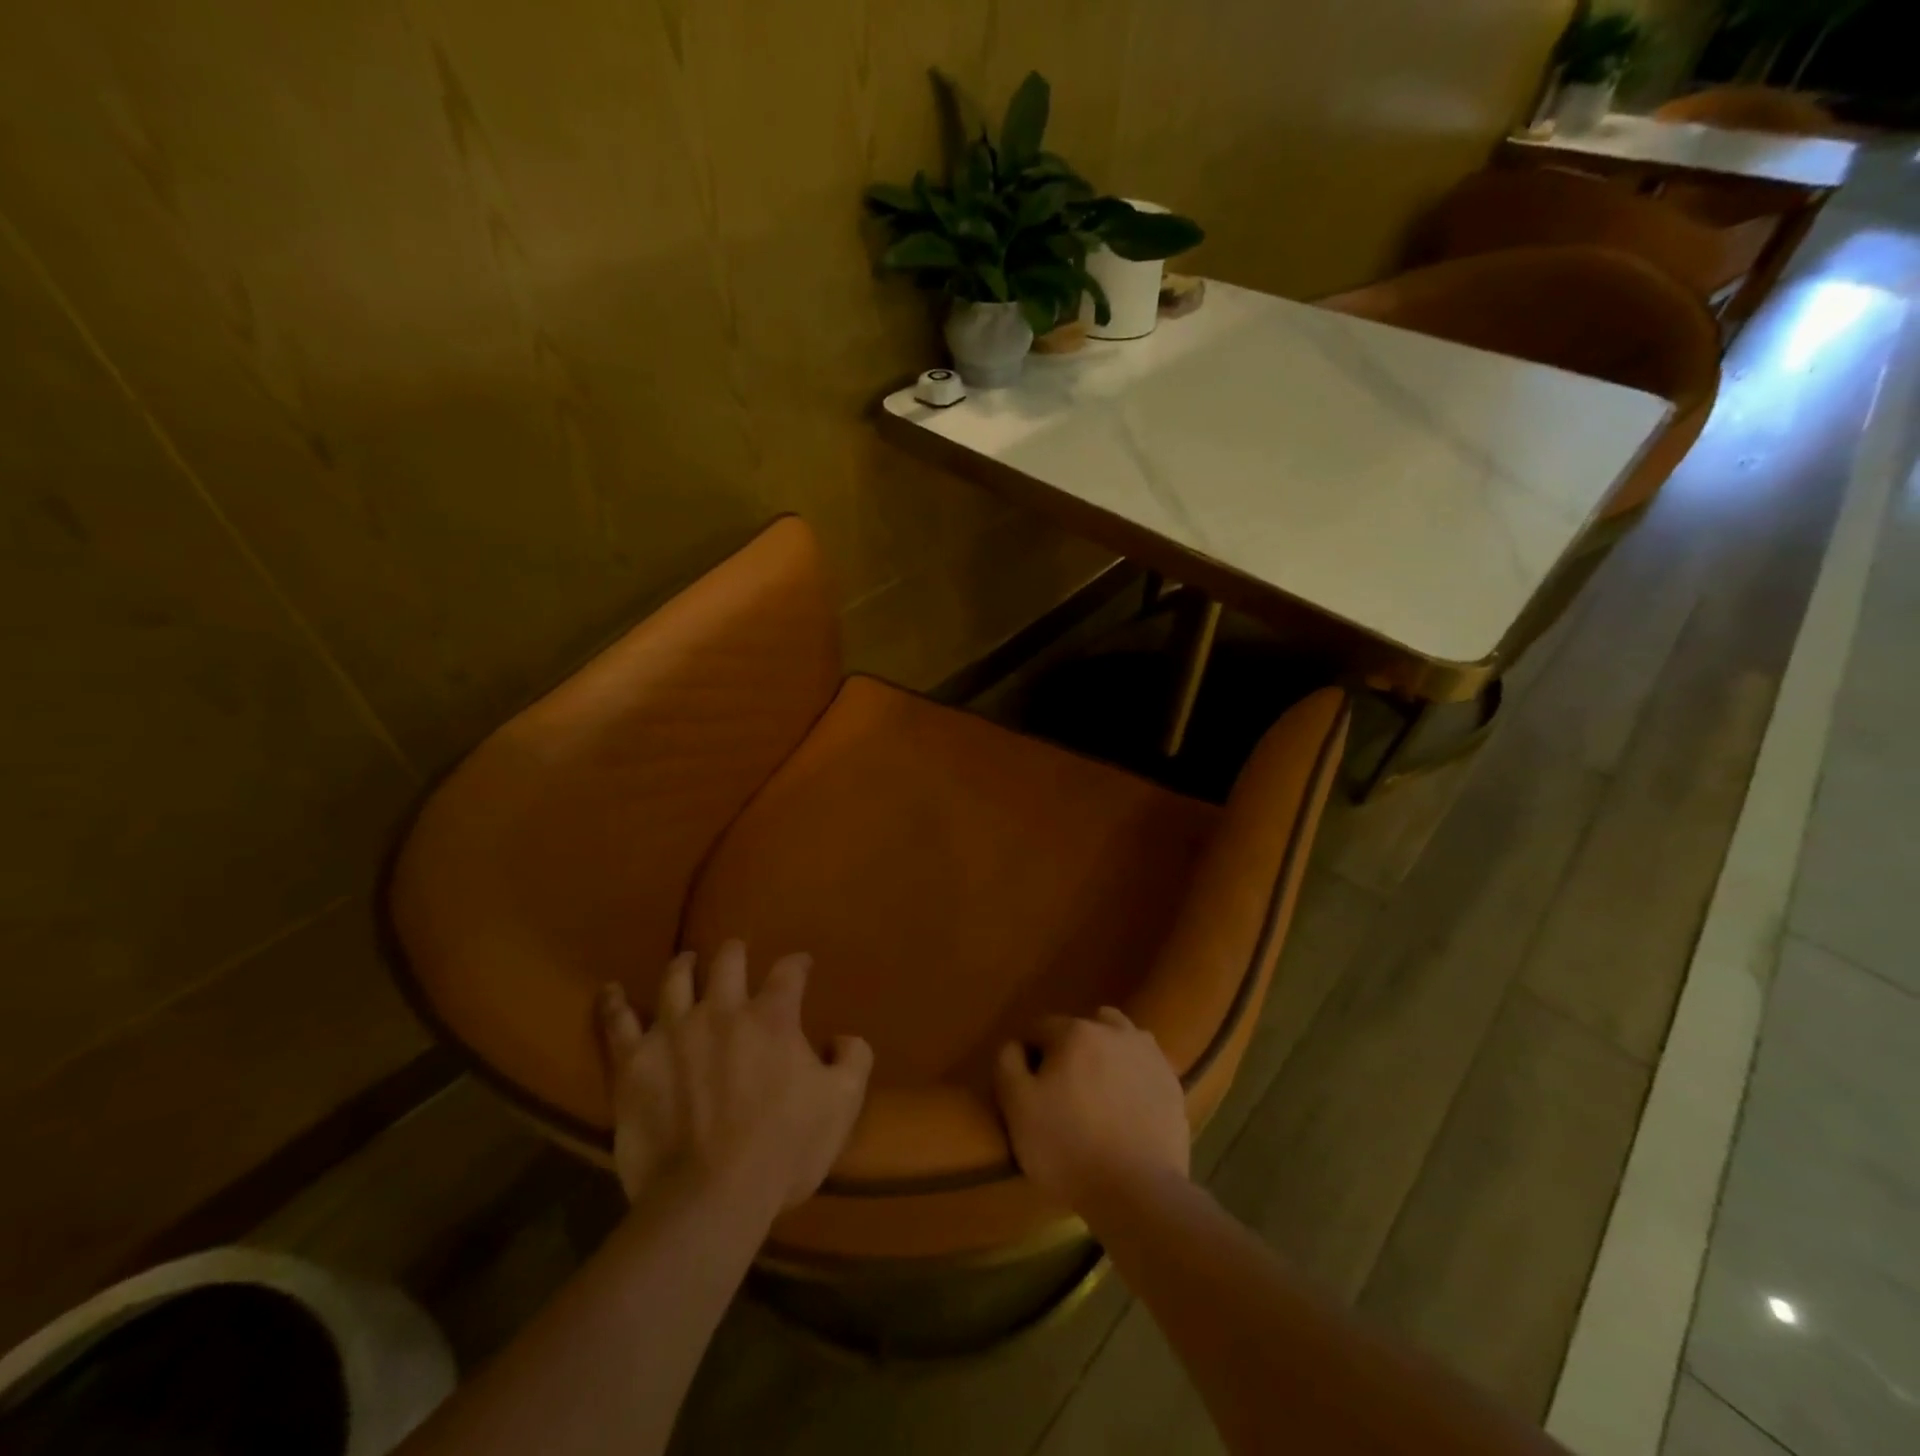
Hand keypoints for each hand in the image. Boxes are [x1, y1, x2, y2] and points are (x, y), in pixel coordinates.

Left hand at [595, 941, 872, 1219]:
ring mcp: (673, 1031)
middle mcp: (722, 1009)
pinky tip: (610, 990)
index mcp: (772, 1017)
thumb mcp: (843, 1103)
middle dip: (736, 953)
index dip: (797, 964)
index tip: (801, 966)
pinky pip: (617, 1021)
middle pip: (728, 962)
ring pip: (675, 979)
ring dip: (685, 966)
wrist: (710, 1197)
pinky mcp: (633, 1061)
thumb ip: (853, 1059)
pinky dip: (614, 1002)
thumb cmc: (784, 1150)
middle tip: (737, 955)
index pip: (788, 972)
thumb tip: (844, 1037)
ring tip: (687, 962)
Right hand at [994, 1007, 1190, 1213]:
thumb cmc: (1068, 1148)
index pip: (1040, 1028)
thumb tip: (1015, 1045)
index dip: (1030, 1054)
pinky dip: (1132, 1074)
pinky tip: (1126, 1104)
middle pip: (1083, 1026)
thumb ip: (1007, 1065)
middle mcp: (1114, 1031)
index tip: (1029, 1086)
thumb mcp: (1017, 1108)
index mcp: (1075, 1032)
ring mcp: (1148, 1055)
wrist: (1138, 1193)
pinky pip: (1144, 1064)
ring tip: (1098, 1090)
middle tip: (1064, 1086)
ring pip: (1119, 1036)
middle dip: (1069, 1046)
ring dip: (1105, 1051)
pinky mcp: (1172, 1082)